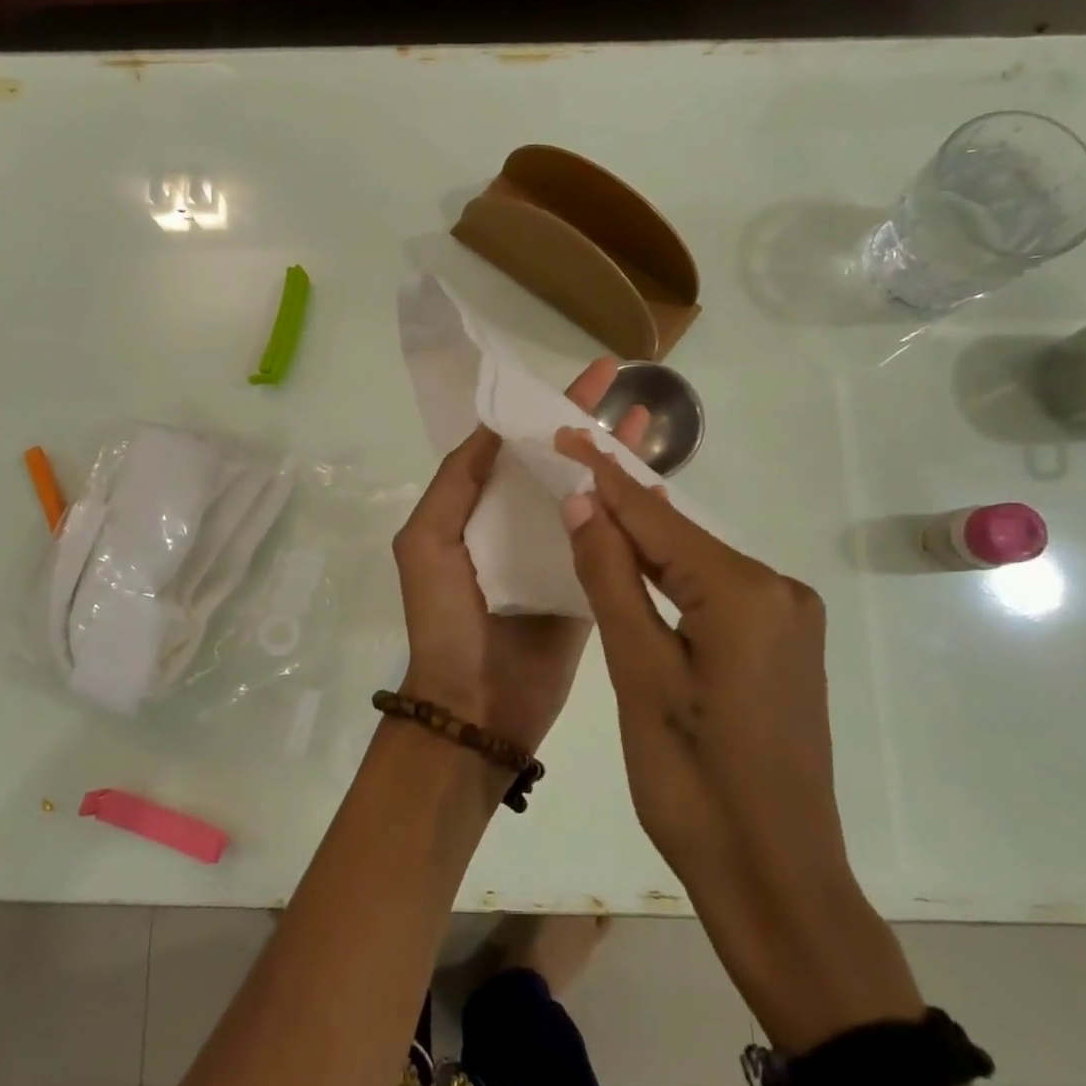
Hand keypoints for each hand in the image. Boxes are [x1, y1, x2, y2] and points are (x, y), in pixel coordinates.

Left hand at [390, 359, 647, 754]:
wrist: (475, 708)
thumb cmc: (444, 621)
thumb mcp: (425, 542)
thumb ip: (456, 483)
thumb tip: (495, 426)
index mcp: (478, 508)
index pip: (515, 443)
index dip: (545, 407)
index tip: (584, 376)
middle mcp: (517, 523)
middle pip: (558, 461)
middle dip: (589, 423)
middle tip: (627, 386)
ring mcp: (556, 554)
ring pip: (590, 494)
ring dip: (616, 459)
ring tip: (650, 424)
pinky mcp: (587, 587)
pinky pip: (612, 542)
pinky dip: (633, 514)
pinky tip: (659, 484)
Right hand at [551, 428, 847, 899]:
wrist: (775, 878)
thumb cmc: (693, 783)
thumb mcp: (639, 674)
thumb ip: (612, 579)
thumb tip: (583, 502)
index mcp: (745, 593)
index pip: (657, 518)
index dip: (604, 476)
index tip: (564, 433)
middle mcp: (778, 590)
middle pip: (681, 536)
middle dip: (621, 504)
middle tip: (567, 464)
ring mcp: (787, 618)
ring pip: (697, 563)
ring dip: (643, 541)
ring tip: (587, 504)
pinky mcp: (782, 645)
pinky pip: (715, 592)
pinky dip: (671, 577)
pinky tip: (636, 565)